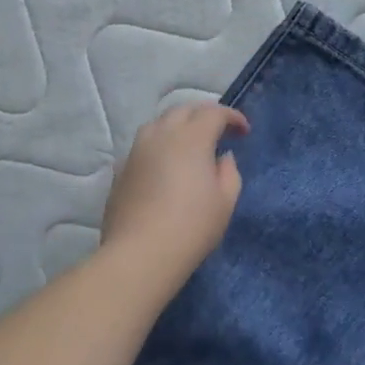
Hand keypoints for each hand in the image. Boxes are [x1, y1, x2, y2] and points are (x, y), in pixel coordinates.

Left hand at [101, 102, 249, 280]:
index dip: (232, 117)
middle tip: (218, 132)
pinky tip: (165, 166)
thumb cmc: (192, 227)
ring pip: (158, 124)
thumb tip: (222, 158)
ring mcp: (136, 151)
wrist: (140, 253)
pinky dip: (159, 146)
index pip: (214, 112)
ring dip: (178, 126)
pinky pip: (143, 146)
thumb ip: (229, 172)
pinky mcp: (120, 170)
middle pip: (183, 110)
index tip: (244, 131)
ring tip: (189, 146)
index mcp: (191, 138)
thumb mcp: (225, 201)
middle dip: (203, 115)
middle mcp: (161, 135)